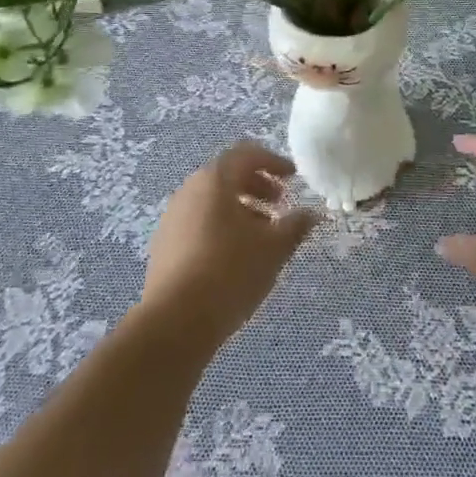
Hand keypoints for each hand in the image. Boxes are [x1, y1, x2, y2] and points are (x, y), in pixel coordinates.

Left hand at [141, 142, 321, 343]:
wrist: (173, 322)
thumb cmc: (229, 272)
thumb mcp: (273, 249)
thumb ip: (295, 226)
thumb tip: (311, 214)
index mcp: (215, 179)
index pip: (247, 154)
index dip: (273, 161)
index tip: (293, 177)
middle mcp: (190, 188)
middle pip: (228, 175)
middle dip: (257, 186)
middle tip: (280, 205)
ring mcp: (173, 216)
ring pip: (212, 200)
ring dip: (240, 209)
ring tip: (261, 236)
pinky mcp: (164, 243)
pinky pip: (198, 221)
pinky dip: (220, 226)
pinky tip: (234, 256)